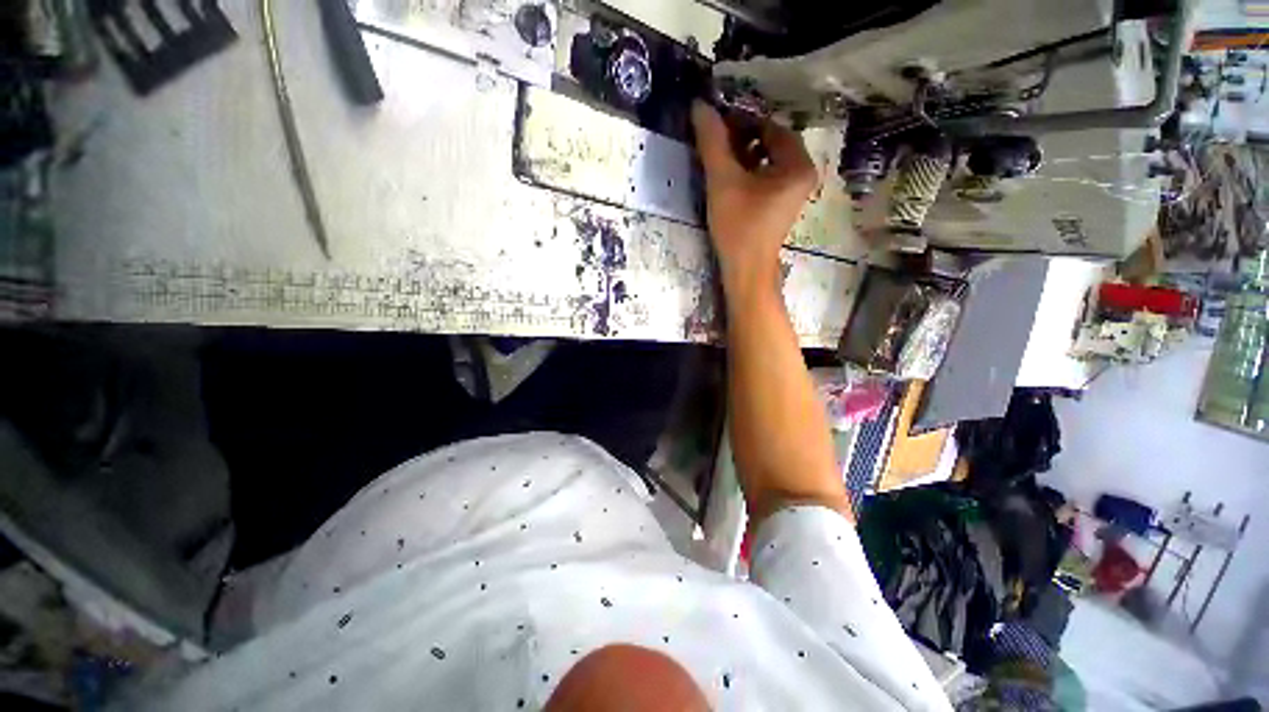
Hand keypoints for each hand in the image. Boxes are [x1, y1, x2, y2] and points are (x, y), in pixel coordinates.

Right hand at [691, 100, 818, 293]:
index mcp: (798, 164)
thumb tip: (699, 104)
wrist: (745, 270)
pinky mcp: (780, 205)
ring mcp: (793, 191)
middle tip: (715, 141)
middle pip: (770, 143)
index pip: (770, 127)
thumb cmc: (738, 226)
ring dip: (743, 155)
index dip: (742, 121)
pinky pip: (766, 177)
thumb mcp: (723, 181)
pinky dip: (748, 172)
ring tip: (718, 160)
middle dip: (742, 139)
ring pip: (767, 161)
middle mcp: (802, 174)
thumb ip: (712, 142)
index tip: (716, 123)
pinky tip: (729, 179)